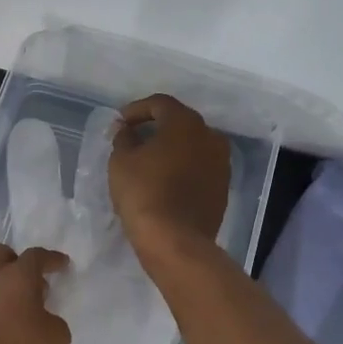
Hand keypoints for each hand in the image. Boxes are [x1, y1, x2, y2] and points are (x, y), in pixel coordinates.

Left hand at [0, 244, 71, 343]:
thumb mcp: (54, 340)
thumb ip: (55, 326)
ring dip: (4, 292)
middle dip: (16, 261)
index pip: (37, 257)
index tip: (62, 263)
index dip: (51, 259)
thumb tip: (46, 322)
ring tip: (21, 316)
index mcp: (18, 275)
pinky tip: (3, 333)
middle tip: (31, 281)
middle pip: (0, 255)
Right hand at [108, 94, 230, 258]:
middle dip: (156, 127)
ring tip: (150, 161)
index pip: (159, 104)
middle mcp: (210, 136)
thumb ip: (124, 137)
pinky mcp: (222, 187)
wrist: (175, 239)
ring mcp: (221, 162)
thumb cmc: (144, 192)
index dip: (136, 110)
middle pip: (179, 122)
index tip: (120, 123)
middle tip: (134, 139)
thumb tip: (127, 130)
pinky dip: (183, 167)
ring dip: (172, 148)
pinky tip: (166, 181)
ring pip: (192, 146)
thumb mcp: (121, 160)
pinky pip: (199, 167)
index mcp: (185, 122)